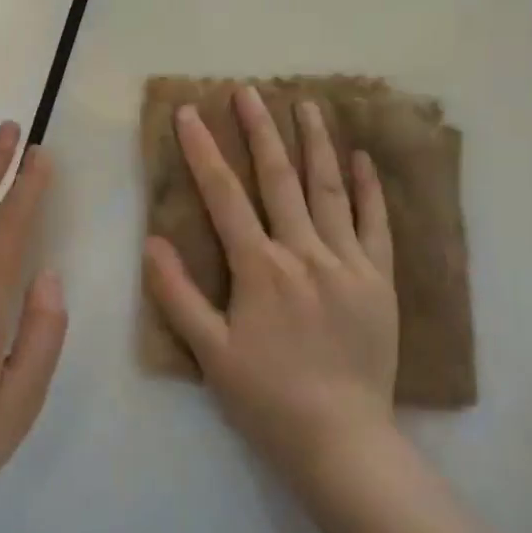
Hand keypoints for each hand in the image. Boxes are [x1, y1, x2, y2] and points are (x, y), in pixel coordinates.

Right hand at [144, 86, 398, 490]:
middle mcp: (304, 252)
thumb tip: (151, 241)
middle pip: (278, 178)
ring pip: (328, 189)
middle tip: (248, 91)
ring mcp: (347, 263)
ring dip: (315, 143)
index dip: (203, 151)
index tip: (190, 113)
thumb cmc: (267, 398)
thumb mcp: (209, 353)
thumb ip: (177, 295)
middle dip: (260, 130)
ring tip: (306, 104)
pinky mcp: (379, 279)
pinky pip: (375, 223)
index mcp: (259, 268)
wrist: (341, 441)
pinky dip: (368, 188)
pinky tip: (361, 158)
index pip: (224, 195)